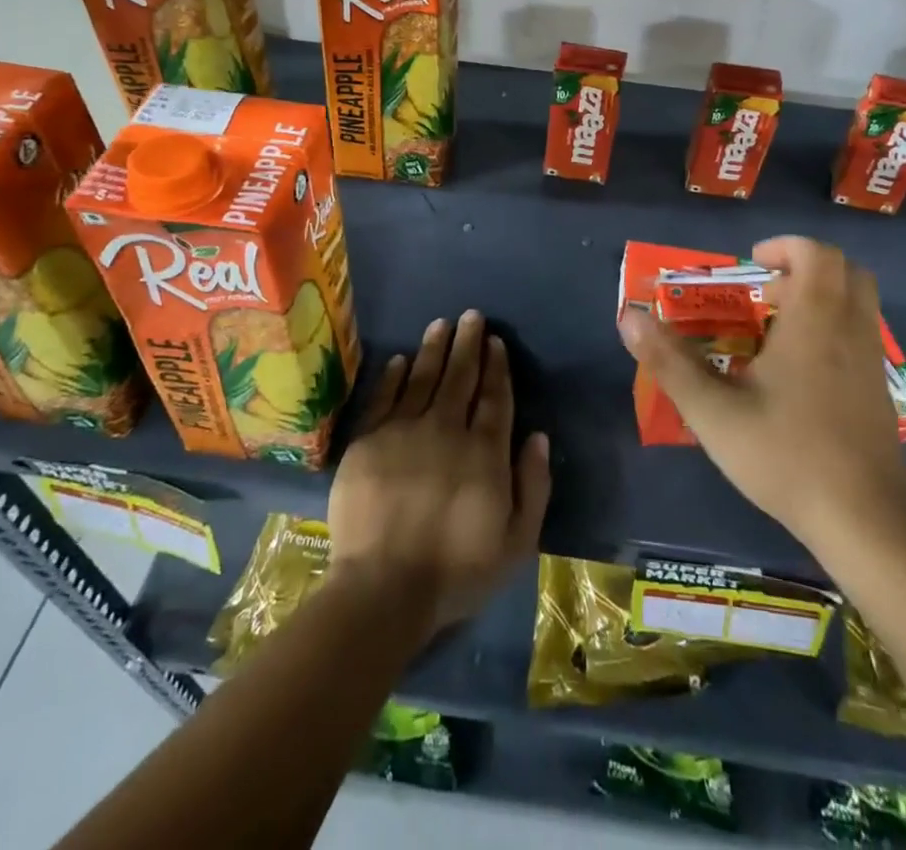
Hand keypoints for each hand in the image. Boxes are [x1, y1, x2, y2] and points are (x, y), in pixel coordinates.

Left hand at [328, 310, 550, 635]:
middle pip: (460, 377)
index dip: (496, 367)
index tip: (496, 342)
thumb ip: (533, 485)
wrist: (384, 589)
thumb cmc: (457, 570)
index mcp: (484, 451)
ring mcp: (403, 432)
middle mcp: (446, 429)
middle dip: (468, 344)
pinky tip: (401, 359)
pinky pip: (384, 398)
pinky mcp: (368, 442)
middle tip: (472, 316)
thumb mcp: (517, 540)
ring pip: (423, 378)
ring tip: (441, 324)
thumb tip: (538, 435)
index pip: (494, 397)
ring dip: (434, 348)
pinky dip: (394, 376)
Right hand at [618, 235, 905, 558]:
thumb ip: (669, 362)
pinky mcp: (880, 391)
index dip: (784, 247)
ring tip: (777, 328)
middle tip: (766, 291)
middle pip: (845, 269)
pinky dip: (834, 328)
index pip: (816, 253)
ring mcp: (872, 361)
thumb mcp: (713, 412)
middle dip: (804, 267)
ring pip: (858, 302)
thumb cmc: (786, 456)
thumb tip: (628, 317)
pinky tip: (800, 372)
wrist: (864, 521)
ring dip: (822, 297)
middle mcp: (850, 329)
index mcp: (815, 321)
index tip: (751, 265)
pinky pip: (861, 334)